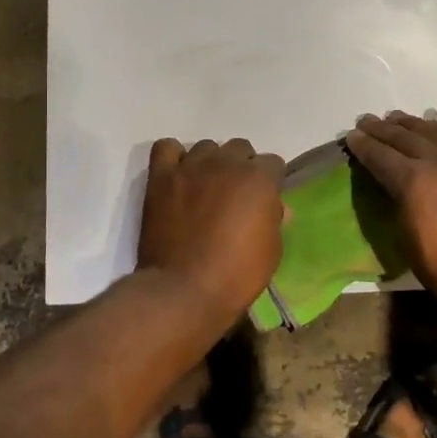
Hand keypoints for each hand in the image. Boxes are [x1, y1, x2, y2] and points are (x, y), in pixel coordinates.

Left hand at [137, 137, 285, 323]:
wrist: (183, 290)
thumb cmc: (236, 275)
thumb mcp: (271, 251)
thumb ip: (273, 219)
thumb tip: (275, 207)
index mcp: (259, 179)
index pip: (272, 163)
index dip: (270, 182)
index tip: (263, 200)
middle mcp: (226, 163)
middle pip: (240, 148)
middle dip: (242, 167)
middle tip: (235, 195)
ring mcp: (191, 167)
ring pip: (206, 147)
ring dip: (210, 163)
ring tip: (205, 188)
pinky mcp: (161, 177)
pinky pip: (166, 148)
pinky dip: (173, 157)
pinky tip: (178, 177)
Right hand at [347, 109, 436, 311]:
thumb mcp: (409, 242)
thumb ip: (399, 206)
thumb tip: (394, 188)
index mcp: (412, 181)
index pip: (380, 156)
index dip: (363, 145)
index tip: (351, 136)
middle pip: (404, 137)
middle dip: (382, 129)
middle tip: (367, 121)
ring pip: (435, 131)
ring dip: (413, 122)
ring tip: (398, 117)